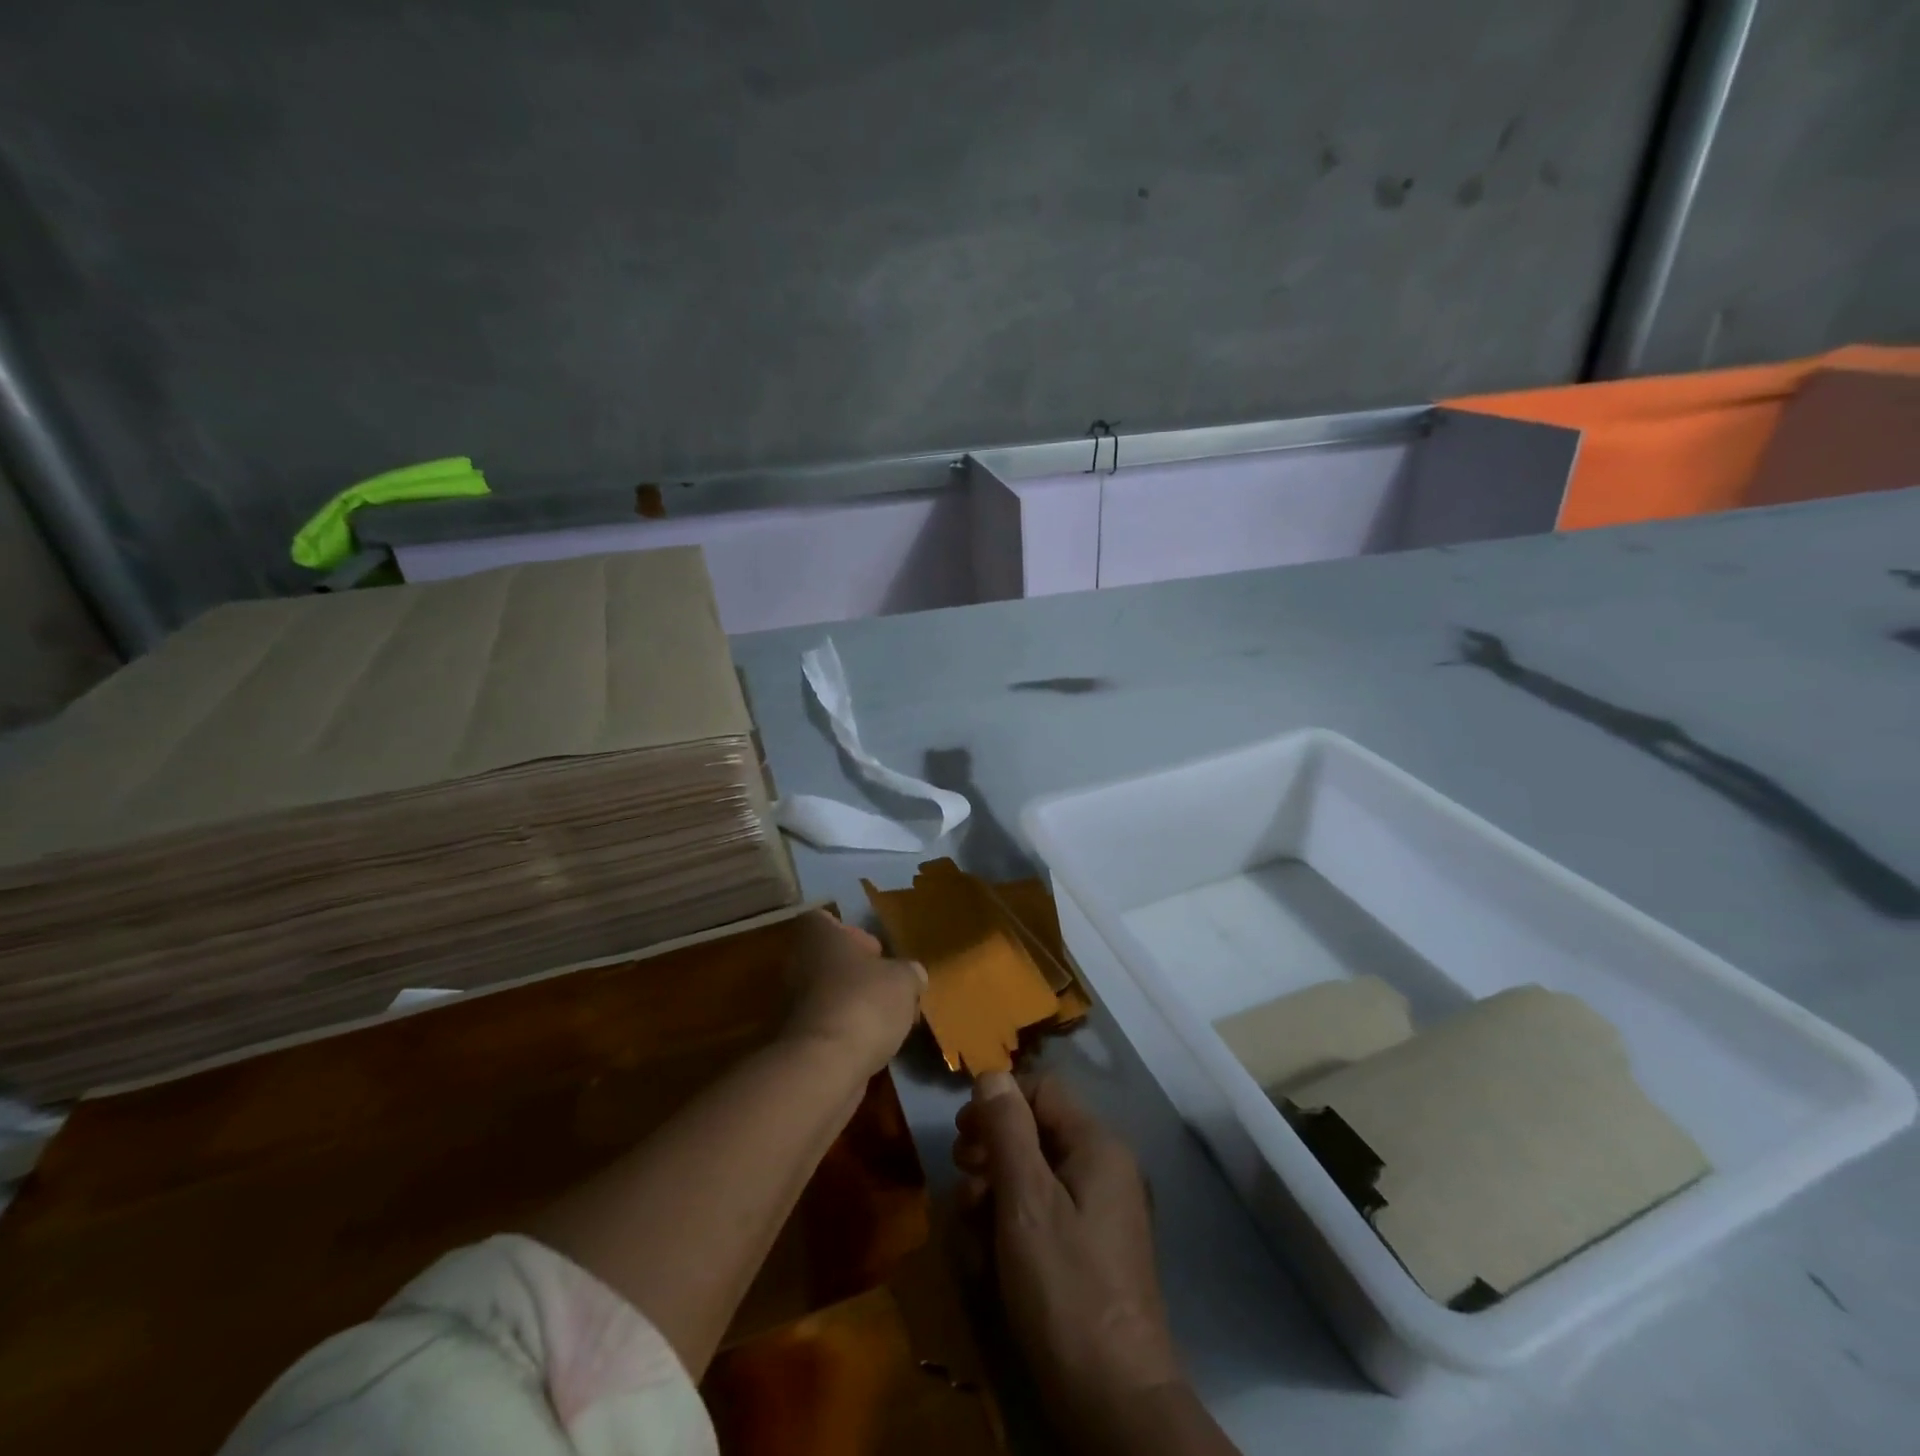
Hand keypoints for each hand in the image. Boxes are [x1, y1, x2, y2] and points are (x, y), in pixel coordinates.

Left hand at [782, 910, 924, 1077]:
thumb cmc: (864, 1002)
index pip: (825, 920)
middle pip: (827, 960)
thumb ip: (908, 972)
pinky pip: (824, 1027)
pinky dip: (844, 1033)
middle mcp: (797, 964)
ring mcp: (790, 1004)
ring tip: (885, 1019)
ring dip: (851, 1004)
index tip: (877, 951)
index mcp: (818, 936)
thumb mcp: (904, 979)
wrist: (825, 1066)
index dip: (852, 933)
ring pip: (826, 995)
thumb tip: (912, 975)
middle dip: (856, 973)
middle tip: (886, 986)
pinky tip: (871, 1045)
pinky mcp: (794, 1041)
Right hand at [954, 1073, 1184, 1446]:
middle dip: (990, 1154)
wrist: (1115, 1401)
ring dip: (994, 1196)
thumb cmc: (1066, 1288)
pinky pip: (1041, 1215)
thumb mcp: (1026, 1201)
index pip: (1041, 1089)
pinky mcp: (1087, 1250)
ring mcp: (1097, 1211)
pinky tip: (989, 1262)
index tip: (962, 1135)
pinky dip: (1011, 1228)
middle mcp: (1102, 1167)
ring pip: (1031, 1177)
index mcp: (1096, 1145)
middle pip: (1034, 1133)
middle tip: (964, 1187)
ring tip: (972, 1233)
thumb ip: (1007, 1130)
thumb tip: (992, 1074)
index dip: (998, 1102)